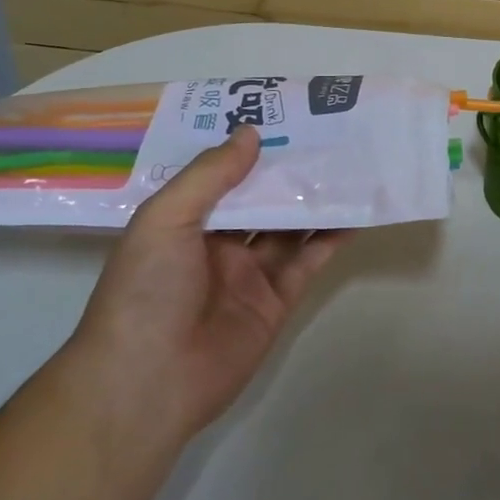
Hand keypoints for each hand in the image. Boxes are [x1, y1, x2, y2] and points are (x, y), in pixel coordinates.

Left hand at [66, 127, 349, 442]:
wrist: (148, 383)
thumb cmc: (146, 290)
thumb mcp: (165, 220)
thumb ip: (209, 176)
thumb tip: (250, 133)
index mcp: (184, 221)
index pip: (222, 176)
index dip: (249, 149)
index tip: (282, 117)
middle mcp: (218, 243)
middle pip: (261, 199)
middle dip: (288, 171)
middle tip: (327, 133)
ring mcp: (249, 273)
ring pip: (289, 227)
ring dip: (315, 200)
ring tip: (349, 165)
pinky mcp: (276, 302)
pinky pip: (307, 262)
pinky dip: (330, 239)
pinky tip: (353, 213)